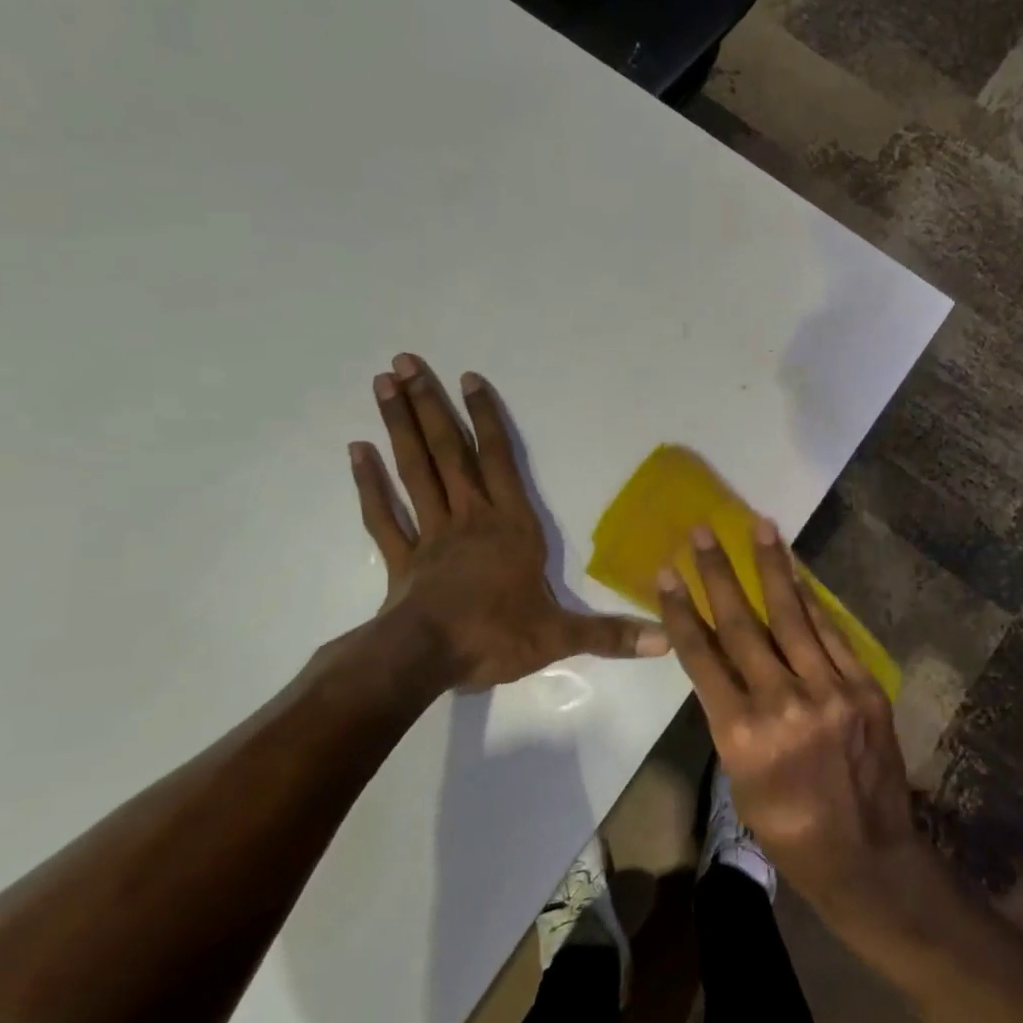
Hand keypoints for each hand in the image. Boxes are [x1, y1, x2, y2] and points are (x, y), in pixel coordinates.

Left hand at [343, 353, 668, 692]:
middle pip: (448, 453)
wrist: (426, 660)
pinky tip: (356, 451)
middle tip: (404, 361)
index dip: (485, 419)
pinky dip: (369, 483)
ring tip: (383, 385)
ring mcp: (431, 535)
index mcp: (510, 526)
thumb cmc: (495, 637)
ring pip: (414, 470)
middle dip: (429, 405)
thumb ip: (610, 634)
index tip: (467, 378)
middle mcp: (470, 518)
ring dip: (400, 427)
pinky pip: (383, 515)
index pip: (499, 460)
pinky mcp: (402, 558)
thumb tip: (666, 642)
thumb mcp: (560, 637)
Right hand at [657, 520, 920, 921]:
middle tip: (703, 531)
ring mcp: (830, 692)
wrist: (868, 856)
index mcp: (743, 735)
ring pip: (792, 617)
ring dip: (772, 567)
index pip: (703, 658)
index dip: (681, 612)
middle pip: (742, 625)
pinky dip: (813, 602)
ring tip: (759, 526)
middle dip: (718, 574)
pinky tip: (798, 574)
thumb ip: (732, 715)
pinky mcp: (865, 688)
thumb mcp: (740, 778)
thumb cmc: (789, 828)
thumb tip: (726, 661)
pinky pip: (833, 634)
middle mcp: (784, 704)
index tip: (667, 574)